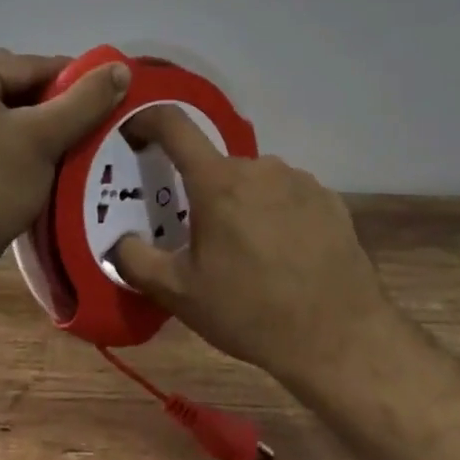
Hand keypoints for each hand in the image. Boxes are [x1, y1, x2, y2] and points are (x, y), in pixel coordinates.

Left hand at [0, 49, 130, 279]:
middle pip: (14, 82)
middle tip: (82, 127)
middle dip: (50, 101)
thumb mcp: (45, 139)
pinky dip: (8, 132)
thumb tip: (121, 69)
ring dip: (31, 118)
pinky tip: (29, 155)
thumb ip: (85, 100)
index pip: (32, 65)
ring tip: (61, 142)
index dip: (75, 82)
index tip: (107, 101)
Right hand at [109, 107, 407, 391]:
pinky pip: (288, 195)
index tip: (133, 133)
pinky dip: (276, 213)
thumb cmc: (250, 312)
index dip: (147, 120)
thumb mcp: (180, 295)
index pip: (174, 125)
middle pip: (216, 166)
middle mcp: (260, 168)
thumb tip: (118, 241)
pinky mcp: (330, 200)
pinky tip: (284, 255)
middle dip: (201, 192)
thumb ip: (136, 260)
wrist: (340, 339)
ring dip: (241, 203)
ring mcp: (300, 181)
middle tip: (200, 236)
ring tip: (247, 252)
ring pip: (254, 181)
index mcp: (218, 182)